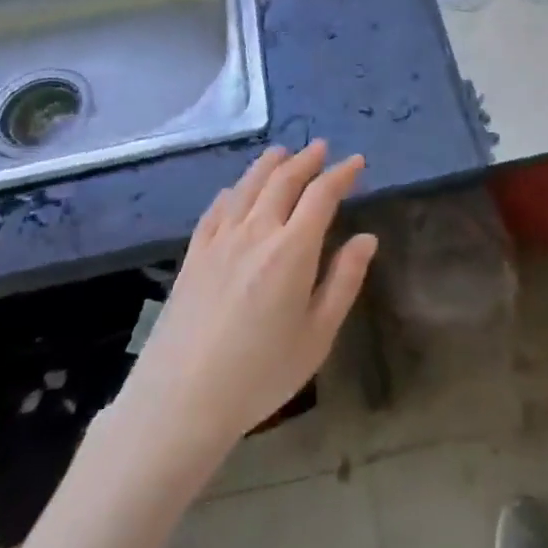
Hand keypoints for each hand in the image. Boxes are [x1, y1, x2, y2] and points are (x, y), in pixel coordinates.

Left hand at [114, 142, 376, 461]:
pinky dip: (230, 192)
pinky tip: (233, 191)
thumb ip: (344, 281)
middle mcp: (256, 232)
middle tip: (320, 148)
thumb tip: (366, 238)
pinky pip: (215, 210)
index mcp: (292, 249)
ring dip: (268, 166)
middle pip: (282, 181)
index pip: (322, 195)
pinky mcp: (193, 256)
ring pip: (246, 187)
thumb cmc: (261, 372)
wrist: (181, 399)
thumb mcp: (318, 334)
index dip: (341, 174)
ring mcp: (219, 241)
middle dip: (306, 161)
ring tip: (281, 152)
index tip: (357, 162)